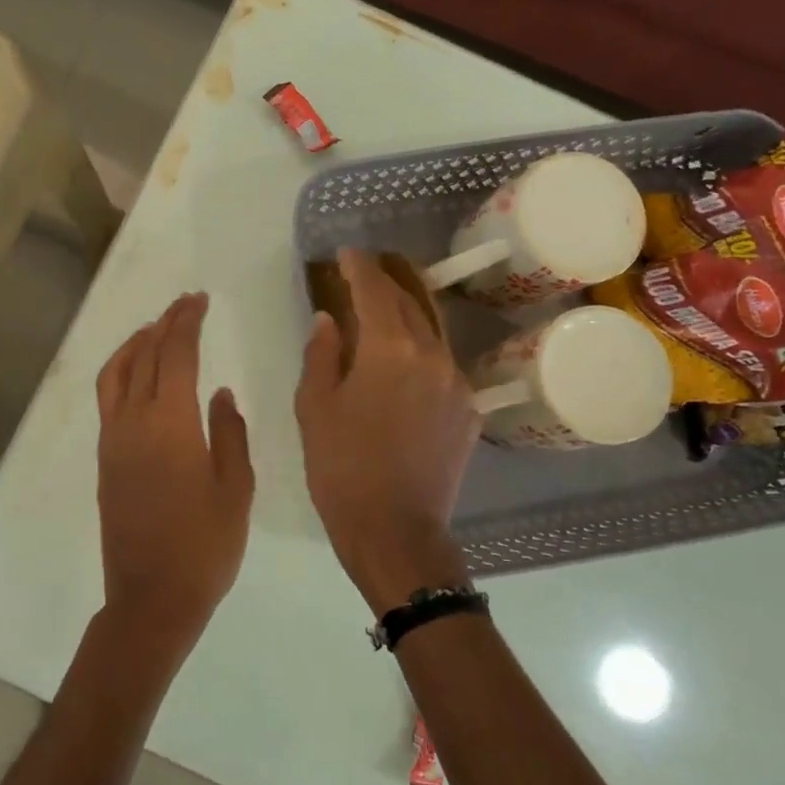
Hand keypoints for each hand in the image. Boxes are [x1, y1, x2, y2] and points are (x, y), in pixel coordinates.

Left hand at [95, 292, 253, 660]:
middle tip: (185, 304)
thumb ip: (229, 434)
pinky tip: (141, 377)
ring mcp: (113, 441)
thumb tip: (219, 393)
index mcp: (171, 423)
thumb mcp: (235, 490)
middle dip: (165, 323)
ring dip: (135, 344)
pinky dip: (123, 372)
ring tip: (155, 330)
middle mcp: (134, 422)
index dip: (187, 321)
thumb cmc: (205, 547)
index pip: (175, 353)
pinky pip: (109, 398)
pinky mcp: (105, 460)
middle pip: (145, 355)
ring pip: (116, 373)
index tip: (199, 299)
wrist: (151, 598)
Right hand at [295, 249, 477, 613]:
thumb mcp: (314, 408)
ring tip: (384, 312)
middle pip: (410, 304)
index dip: (359, 268)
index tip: (346, 255)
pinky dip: (420, 353)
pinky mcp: (469, 410)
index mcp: (389, 350)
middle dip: (386, 284)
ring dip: (406, 316)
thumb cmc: (341, 468)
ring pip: (431, 333)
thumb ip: (321, 354)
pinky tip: (404, 365)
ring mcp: (457, 383)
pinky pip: (443, 366)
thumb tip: (328, 320)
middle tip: (363, 274)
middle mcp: (432, 356)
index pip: (375, 292)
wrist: (395, 530)